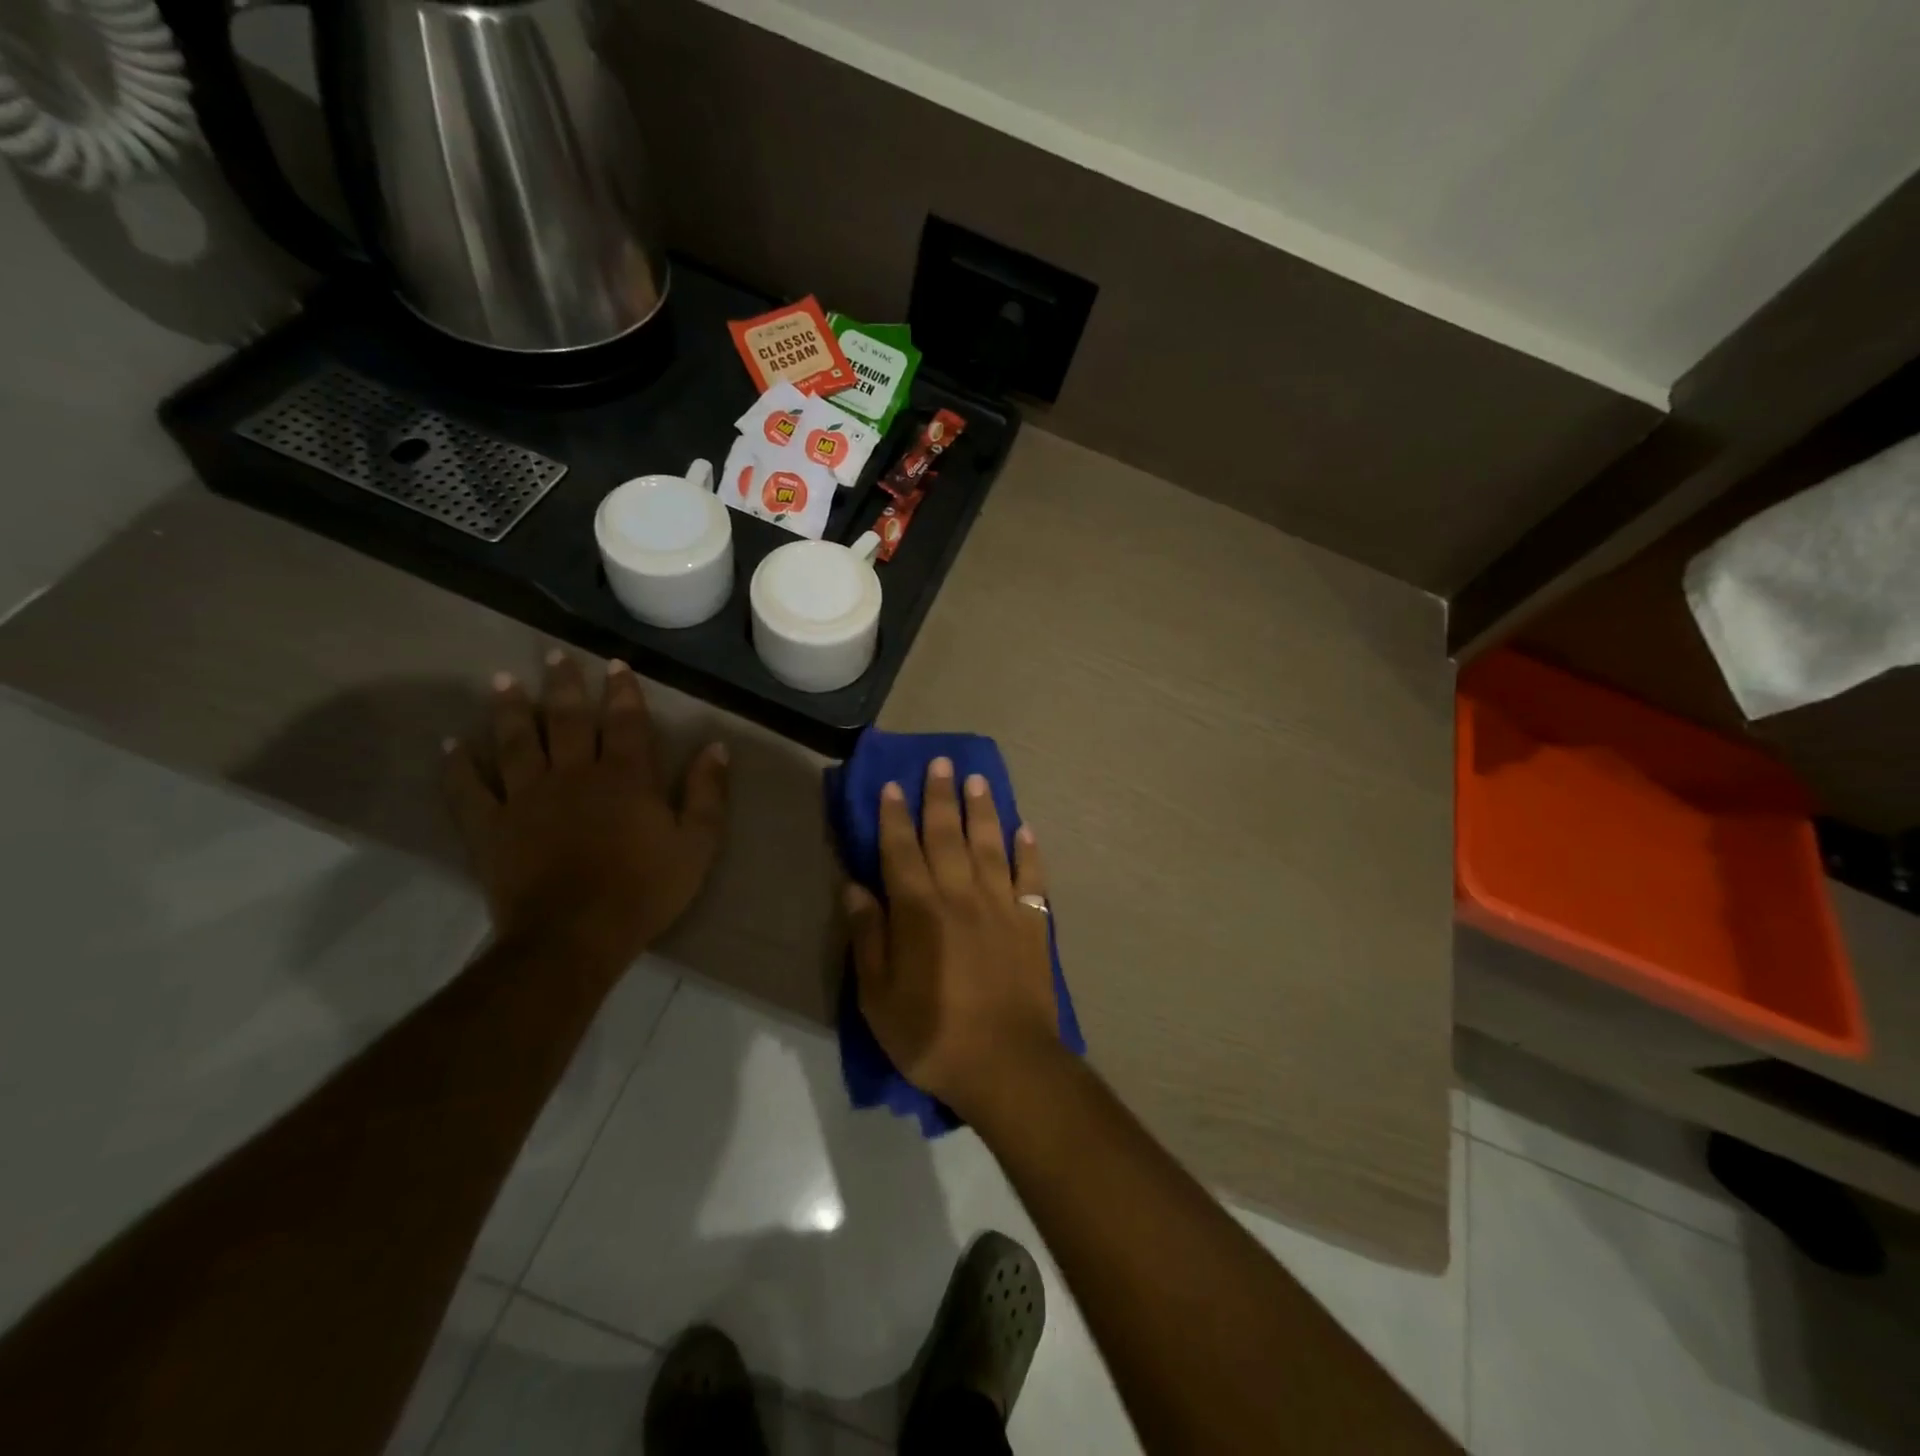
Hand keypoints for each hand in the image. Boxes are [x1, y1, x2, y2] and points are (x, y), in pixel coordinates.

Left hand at [443, 651, 728, 972]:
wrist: (576, 935)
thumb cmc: (644, 889)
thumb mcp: (697, 844)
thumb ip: (707, 793)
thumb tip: (716, 747)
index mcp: (625, 777)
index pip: (626, 722)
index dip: (623, 691)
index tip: (616, 664)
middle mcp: (574, 774)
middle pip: (568, 720)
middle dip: (564, 685)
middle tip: (554, 655)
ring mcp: (527, 797)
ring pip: (516, 742)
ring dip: (510, 709)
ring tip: (501, 680)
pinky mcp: (491, 826)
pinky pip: (468, 789)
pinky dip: (457, 766)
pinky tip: (450, 744)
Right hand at [845, 757, 1059, 1116]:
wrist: (1007, 1064)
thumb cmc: (933, 1035)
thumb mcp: (878, 997)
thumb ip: (868, 937)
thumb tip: (854, 887)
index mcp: (919, 910)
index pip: (901, 850)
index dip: (894, 816)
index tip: (893, 785)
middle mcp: (961, 895)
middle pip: (947, 835)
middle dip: (940, 797)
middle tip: (940, 763)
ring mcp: (1002, 906)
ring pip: (990, 845)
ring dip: (982, 810)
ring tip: (978, 780)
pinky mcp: (1033, 923)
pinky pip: (1031, 877)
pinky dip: (1028, 852)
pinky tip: (1025, 830)